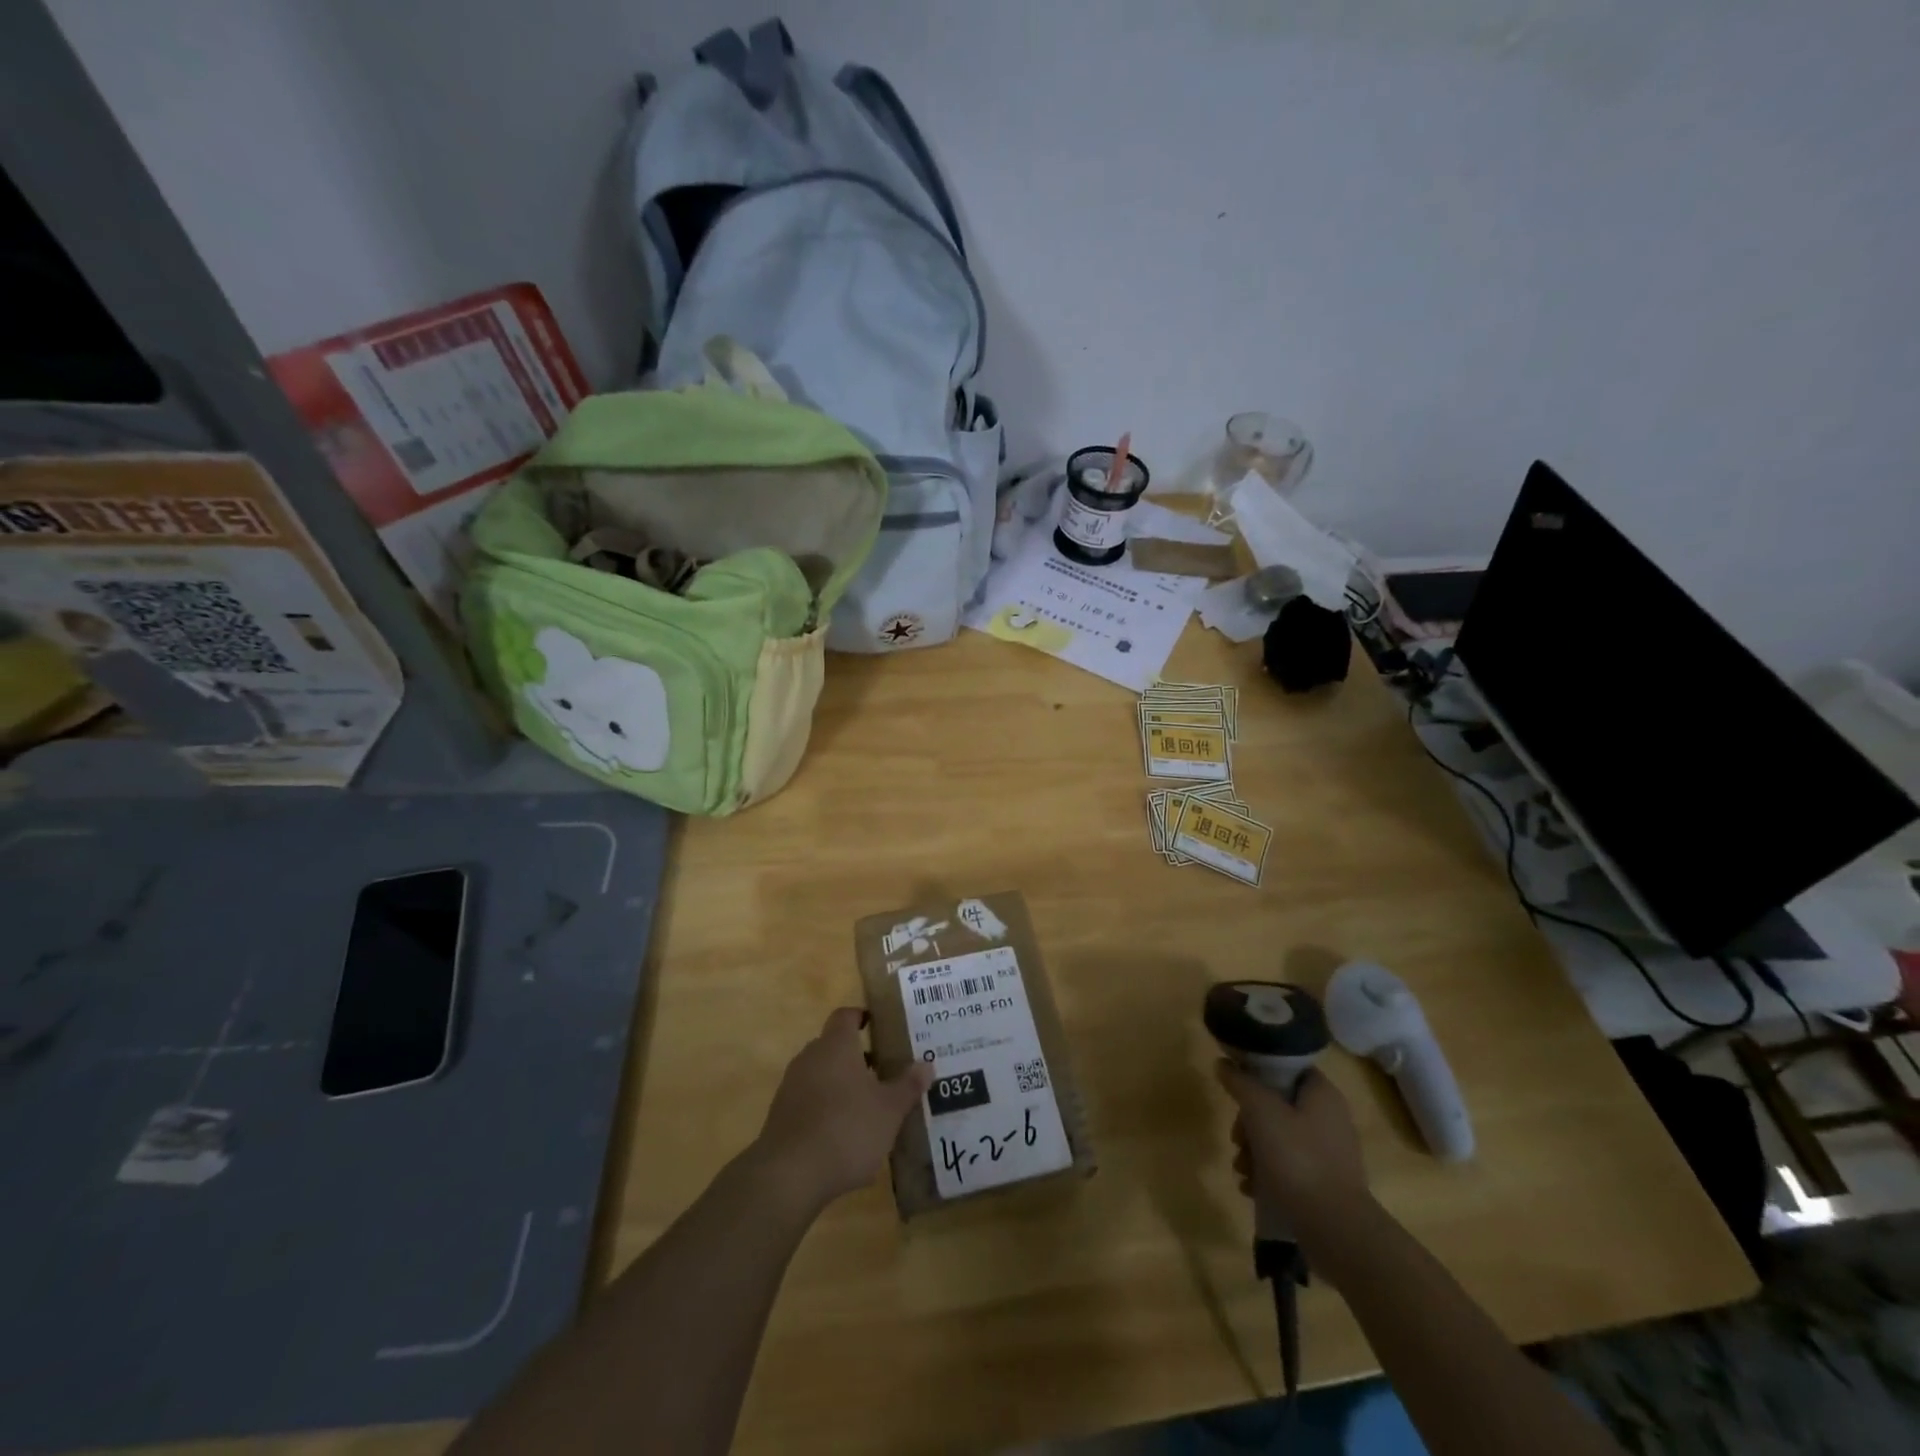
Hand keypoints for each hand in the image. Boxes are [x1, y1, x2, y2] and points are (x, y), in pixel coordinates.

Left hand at [750, 1008, 932, 1214]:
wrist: (789, 1175)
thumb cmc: (847, 1129)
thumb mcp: (889, 1110)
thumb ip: (908, 1086)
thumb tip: (926, 1065)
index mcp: (836, 1045)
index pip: (846, 1016)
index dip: (862, 1017)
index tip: (880, 1026)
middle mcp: (810, 1057)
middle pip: (834, 1046)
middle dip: (858, 1056)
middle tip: (884, 1070)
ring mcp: (791, 1087)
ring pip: (821, 1074)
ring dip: (842, 1084)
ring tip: (869, 1106)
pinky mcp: (781, 1116)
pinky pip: (809, 1101)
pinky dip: (827, 1109)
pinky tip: (845, 1135)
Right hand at [1217, 1062, 1371, 1242]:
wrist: (1336, 1230)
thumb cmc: (1297, 1159)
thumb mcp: (1260, 1110)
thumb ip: (1240, 1082)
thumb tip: (1224, 1063)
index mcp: (1322, 1094)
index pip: (1287, 1068)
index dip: (1259, 1072)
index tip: (1237, 1087)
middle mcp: (1330, 1119)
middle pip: (1278, 1105)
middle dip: (1249, 1122)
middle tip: (1237, 1138)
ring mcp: (1330, 1154)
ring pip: (1280, 1138)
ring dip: (1254, 1151)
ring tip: (1241, 1170)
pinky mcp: (1326, 1184)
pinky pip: (1289, 1167)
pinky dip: (1267, 1173)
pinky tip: (1251, 1188)